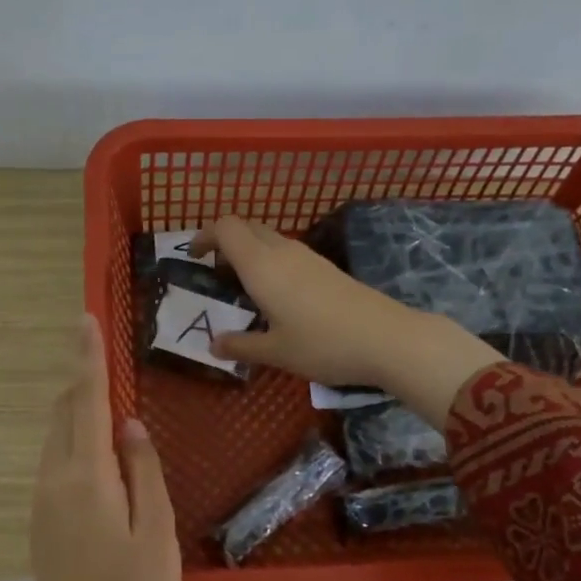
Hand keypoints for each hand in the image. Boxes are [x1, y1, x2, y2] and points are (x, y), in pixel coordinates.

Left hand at [3, 315, 180, 580]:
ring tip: (106, 406)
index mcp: (87, 477)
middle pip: (63, 415)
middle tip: (104, 360)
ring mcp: (42, 501)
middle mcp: (55, 480)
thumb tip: (130, 425)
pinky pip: (55, 464)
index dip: (87, 360)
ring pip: (56, 439)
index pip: (85, 403)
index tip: (84, 320)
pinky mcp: (41, 520)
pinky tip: (99, 458)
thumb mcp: (157, 532)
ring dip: (76, 414)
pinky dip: (73, 443)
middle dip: (81, 382)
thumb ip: (144, 472)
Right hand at [190, 217, 502, 426]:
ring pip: (268, 239)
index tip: (194, 257)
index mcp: (262, 265)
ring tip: (242, 290)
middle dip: (224, 242)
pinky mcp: (326, 268)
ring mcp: (308, 257)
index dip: (204, 235)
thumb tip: (213, 345)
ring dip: (249, 253)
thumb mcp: (276, 352)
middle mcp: (283, 251)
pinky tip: (275, 298)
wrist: (387, 339)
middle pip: (246, 227)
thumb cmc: (323, 344)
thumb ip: (241, 346)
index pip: (225, 227)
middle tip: (215, 274)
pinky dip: (270, 263)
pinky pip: (287, 253)